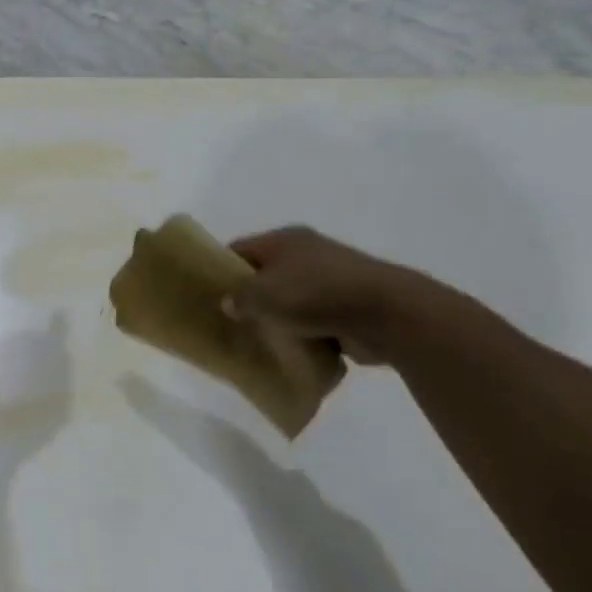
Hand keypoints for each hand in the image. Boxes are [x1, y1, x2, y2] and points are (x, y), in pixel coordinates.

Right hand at [225, 227, 431, 365]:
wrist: (386, 313)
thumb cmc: (316, 294)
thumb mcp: (263, 295)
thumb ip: (239, 299)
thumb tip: (229, 303)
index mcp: (284, 240)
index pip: (239, 249)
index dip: (220, 269)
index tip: (205, 293)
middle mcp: (306, 253)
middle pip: (264, 274)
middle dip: (248, 296)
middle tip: (227, 320)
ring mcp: (329, 279)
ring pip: (289, 299)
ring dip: (276, 318)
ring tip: (254, 339)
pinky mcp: (347, 306)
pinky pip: (313, 321)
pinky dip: (302, 334)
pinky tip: (287, 352)